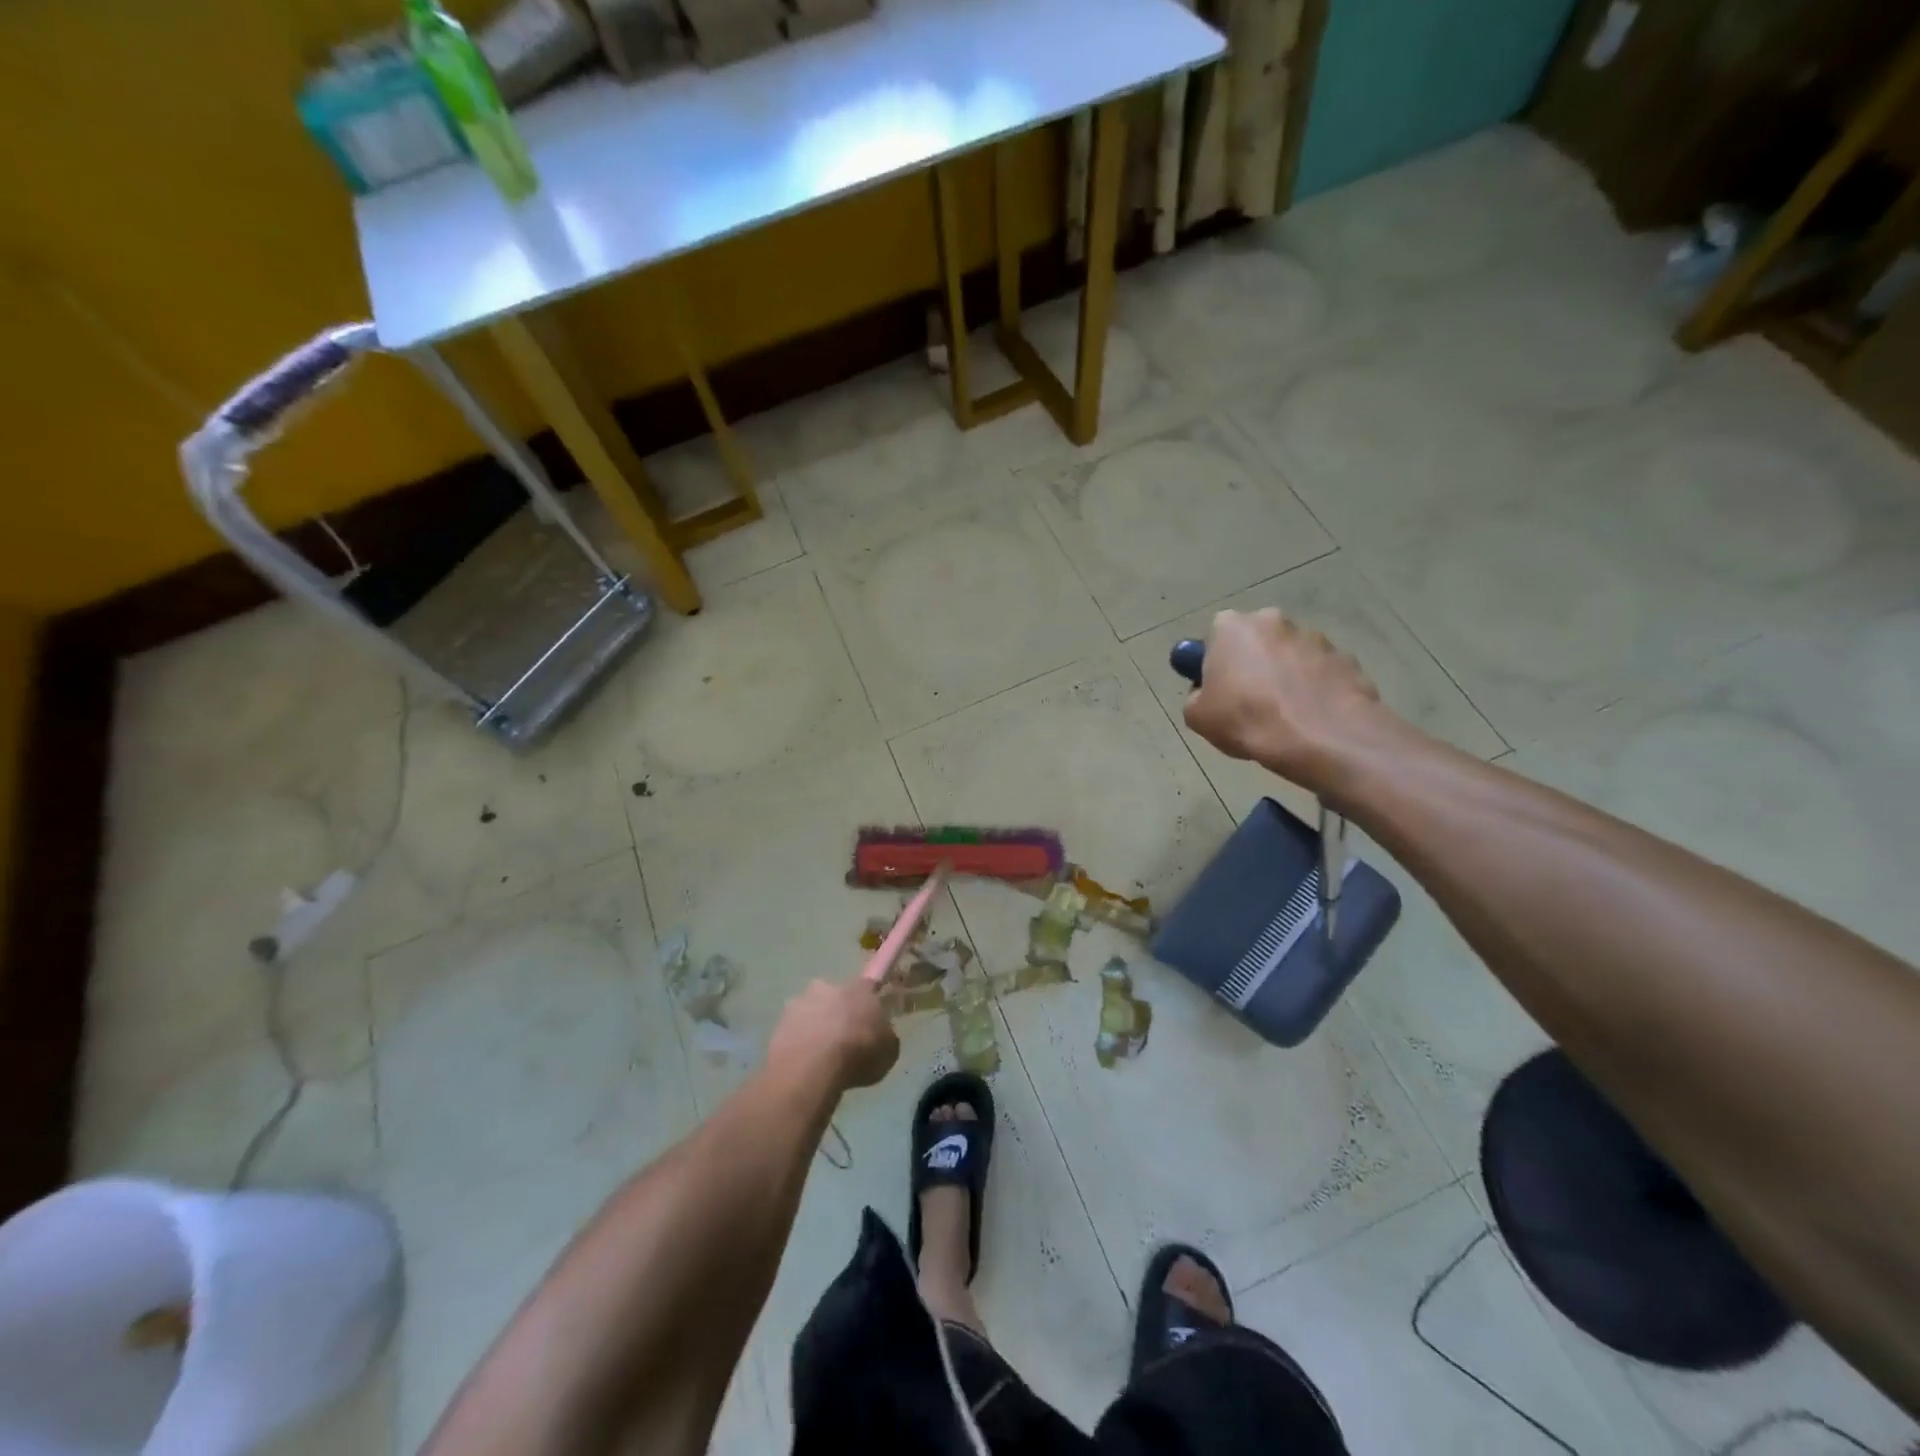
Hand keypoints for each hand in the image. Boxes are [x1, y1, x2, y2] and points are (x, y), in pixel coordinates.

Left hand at [768, 978, 899, 1090]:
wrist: (813, 1066)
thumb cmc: (859, 1052)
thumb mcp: (889, 1050)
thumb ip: (884, 1037)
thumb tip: (879, 1037)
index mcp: (860, 988)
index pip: (867, 987)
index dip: (868, 1004)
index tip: (869, 1021)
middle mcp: (828, 987)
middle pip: (835, 997)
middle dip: (838, 1013)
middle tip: (844, 1040)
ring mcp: (800, 1003)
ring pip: (811, 1012)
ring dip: (815, 1028)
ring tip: (821, 1058)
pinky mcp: (778, 1024)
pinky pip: (793, 1032)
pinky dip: (798, 1045)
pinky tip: (804, 1066)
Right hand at [1182, 609, 1394, 792]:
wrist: (1321, 739)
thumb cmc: (1247, 720)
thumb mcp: (1197, 717)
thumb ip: (1197, 696)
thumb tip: (1208, 694)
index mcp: (1232, 627)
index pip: (1215, 636)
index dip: (1215, 664)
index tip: (1218, 691)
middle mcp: (1275, 621)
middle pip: (1257, 641)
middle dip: (1254, 664)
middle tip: (1250, 703)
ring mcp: (1316, 638)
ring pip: (1292, 656)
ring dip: (1287, 676)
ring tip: (1286, 717)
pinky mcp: (1348, 659)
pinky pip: (1322, 674)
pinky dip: (1316, 690)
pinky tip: (1312, 720)